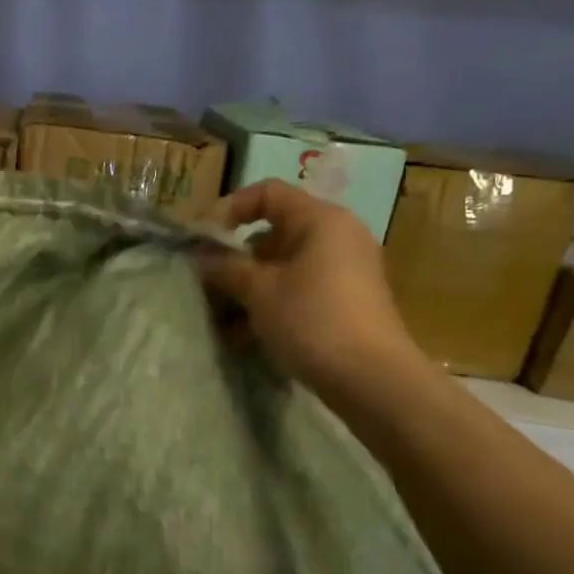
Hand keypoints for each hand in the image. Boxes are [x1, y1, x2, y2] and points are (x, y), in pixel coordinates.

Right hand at [197, 180, 427, 400]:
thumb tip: (201, 255)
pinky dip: (271, 304)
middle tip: (206, 282)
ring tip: (221, 316)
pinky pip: (298, 289)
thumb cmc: (312, 321)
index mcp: (321, 220)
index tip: (201, 240)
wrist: (372, 380)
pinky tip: (245, 336)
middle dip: (235, 257)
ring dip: (248, 286)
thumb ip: (226, 267)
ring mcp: (345, 271)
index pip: (267, 193)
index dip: (228, 209)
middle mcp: (337, 236)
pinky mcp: (346, 302)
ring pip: (283, 266)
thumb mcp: (259, 292)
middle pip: (273, 232)